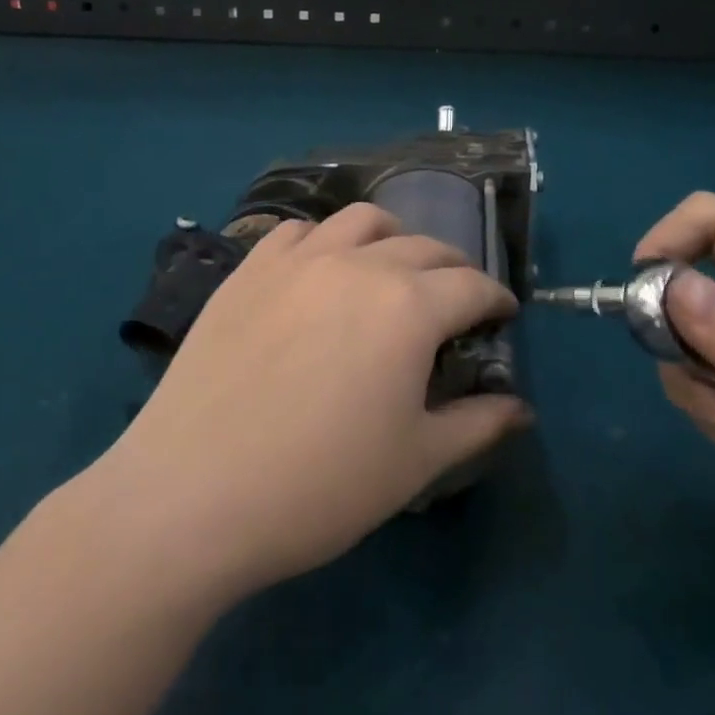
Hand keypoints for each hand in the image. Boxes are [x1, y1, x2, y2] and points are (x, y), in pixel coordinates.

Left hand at [95, 203, 529, 598]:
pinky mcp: (249, 270)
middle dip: (453, 269)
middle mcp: (358, 264)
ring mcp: (297, 261)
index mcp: (408, 306)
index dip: (496, 299)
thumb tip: (520, 409)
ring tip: (392, 270)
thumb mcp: (414, 463)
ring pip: (361, 221)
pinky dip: (325, 240)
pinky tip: (321, 271)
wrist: (193, 493)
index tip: (503, 316)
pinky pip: (298, 232)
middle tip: (455, 301)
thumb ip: (477, 425)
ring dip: (392, 238)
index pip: (471, 286)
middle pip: (423, 246)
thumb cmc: (319, 485)